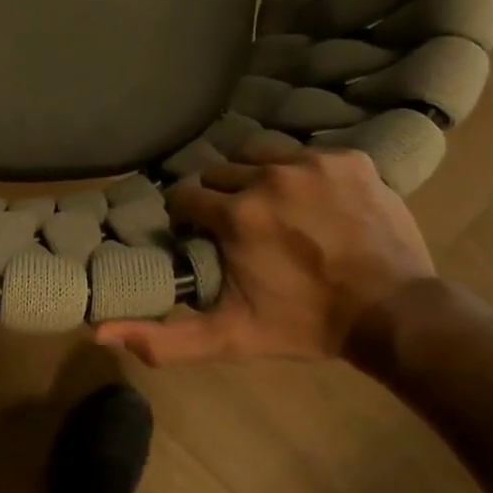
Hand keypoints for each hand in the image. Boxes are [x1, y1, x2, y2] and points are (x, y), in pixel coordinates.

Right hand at [93, 148, 432, 365]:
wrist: (393, 314)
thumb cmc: (305, 325)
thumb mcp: (231, 338)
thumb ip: (165, 338)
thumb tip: (98, 333)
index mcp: (236, 215)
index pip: (186, 197)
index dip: (189, 217)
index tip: (201, 235)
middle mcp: (268, 177)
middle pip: (222, 174)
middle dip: (222, 198)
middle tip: (240, 226)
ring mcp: (313, 163)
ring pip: (261, 154)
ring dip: (257, 176)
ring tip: (273, 206)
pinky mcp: (350, 159)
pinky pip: (308, 153)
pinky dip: (303, 173)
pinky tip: (315, 201)